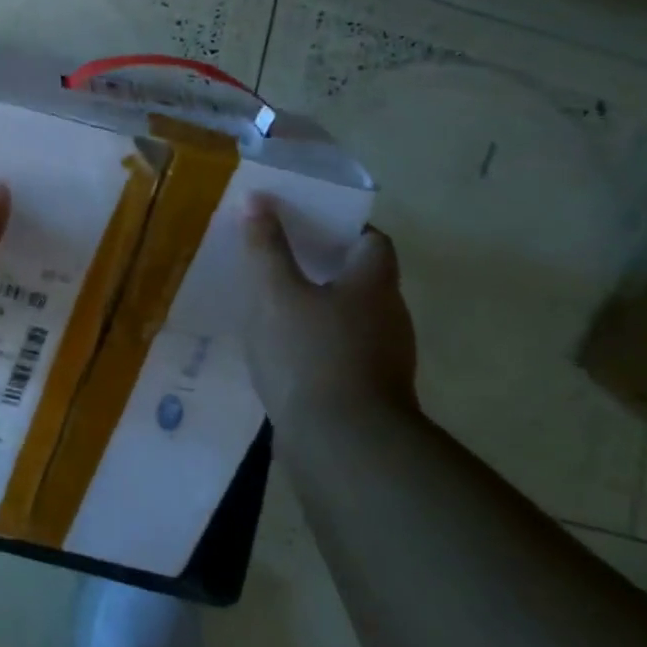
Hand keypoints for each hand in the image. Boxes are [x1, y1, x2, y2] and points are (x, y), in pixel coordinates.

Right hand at [241, 193, 417, 429]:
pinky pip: (342, 351)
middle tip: (279, 258)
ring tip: (273, 303)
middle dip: (324, 265)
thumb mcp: (276, 294)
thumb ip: (266, 247)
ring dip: (319, 306)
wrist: (343, 445)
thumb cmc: (309, 354)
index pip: (372, 240)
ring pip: (350, 317)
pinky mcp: (368, 392)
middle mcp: (388, 316)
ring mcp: (383, 358)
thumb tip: (257, 200)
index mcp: (373, 284)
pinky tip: (283, 350)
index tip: (306, 223)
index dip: (343, 227)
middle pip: (362, 278)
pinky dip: (316, 342)